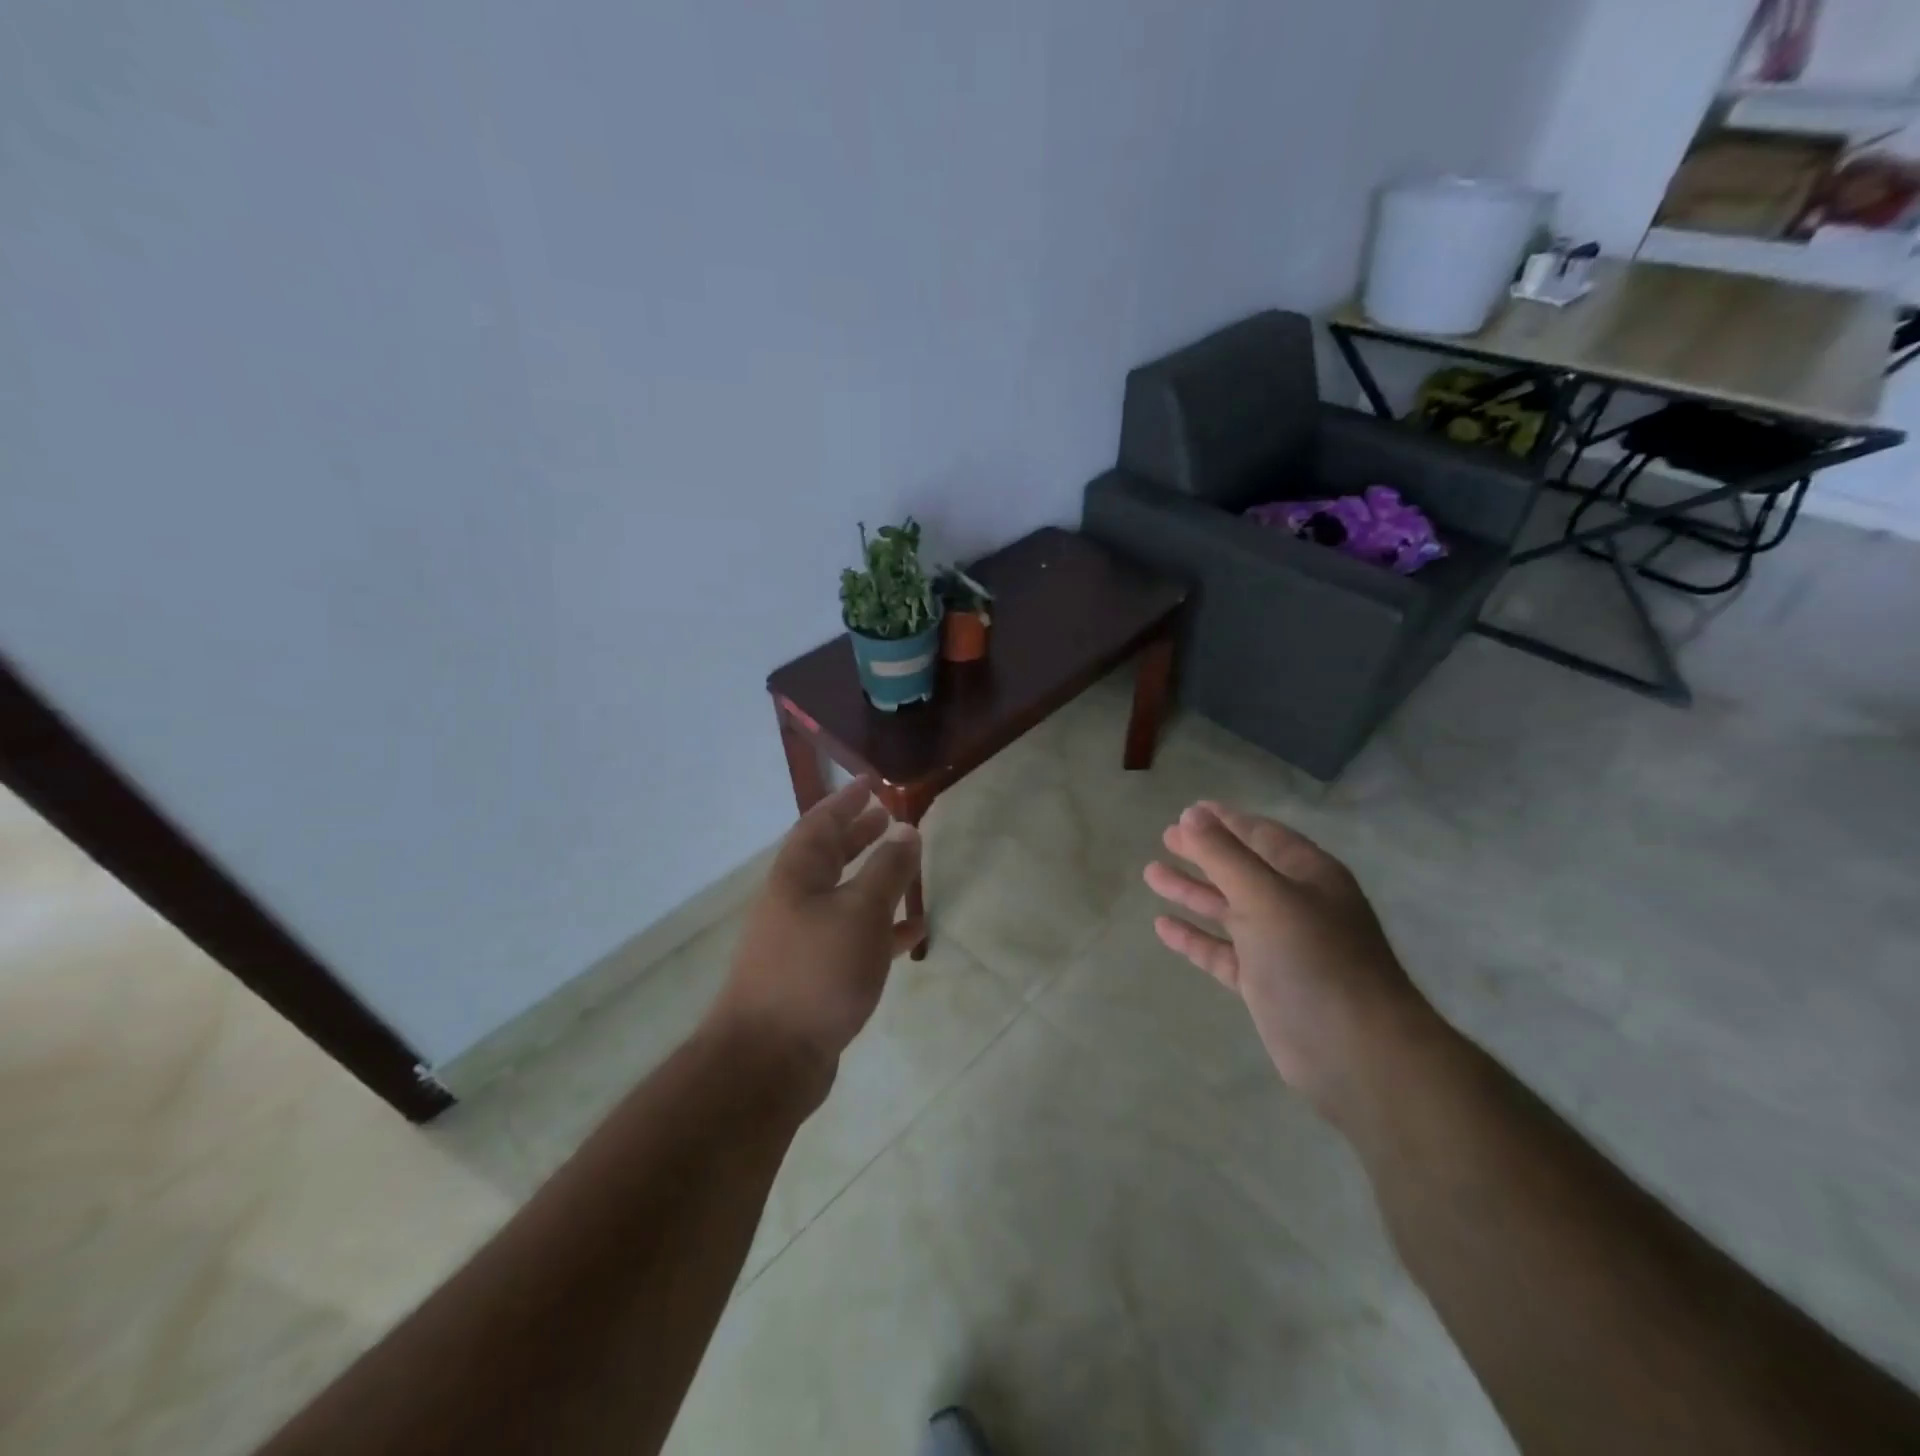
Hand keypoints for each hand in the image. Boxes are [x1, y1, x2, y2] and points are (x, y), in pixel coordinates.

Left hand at [709, 778, 923, 1084]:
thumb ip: (887, 869)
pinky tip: (911, 932)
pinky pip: (852, 938)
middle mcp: (794, 901)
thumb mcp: (861, 912)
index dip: (847, 800)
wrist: (769, 1059)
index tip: (872, 783)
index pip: (821, 822)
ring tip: (906, 866)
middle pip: (828, 856)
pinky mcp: (814, 976)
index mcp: (797, 875)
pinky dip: (880, 929)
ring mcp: (801, 940)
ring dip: (872, 878)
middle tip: (888, 817)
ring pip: (842, 896)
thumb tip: (906, 829)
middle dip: (857, 834)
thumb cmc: (816, 971)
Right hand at [1144, 801, 1427, 1114]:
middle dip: (1204, 853)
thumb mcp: (1265, 896)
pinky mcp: (1264, 983)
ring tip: (1151, 873)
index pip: (1261, 835)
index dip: (1225, 821)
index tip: (1189, 810)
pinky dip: (1195, 937)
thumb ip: (1224, 855)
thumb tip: (1191, 814)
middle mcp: (1296, 905)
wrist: (1356, 1053)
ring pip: (1228, 909)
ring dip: (1192, 891)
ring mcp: (1280, 946)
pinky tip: (1162, 925)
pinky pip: (1222, 951)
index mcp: (1308, 875)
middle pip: (1241, 869)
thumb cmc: (1313, 959)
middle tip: (1165, 837)